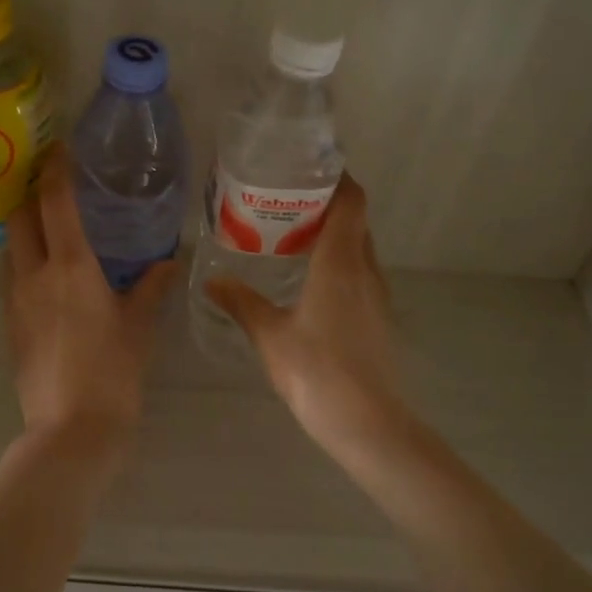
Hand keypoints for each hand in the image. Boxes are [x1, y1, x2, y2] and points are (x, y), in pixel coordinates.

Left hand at [6, 148, 175, 446]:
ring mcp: (15, 300)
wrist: (70, 429)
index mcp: (71, 266)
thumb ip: (151, 287)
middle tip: (52, 187)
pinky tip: (48, 275)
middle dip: (30, 193)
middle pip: (19, 216)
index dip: (54, 169)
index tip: (58, 149)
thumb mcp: (139, 326)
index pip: (54, 201)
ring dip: (25, 228)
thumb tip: (168, 260)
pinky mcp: (8, 324)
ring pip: (11, 247)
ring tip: (51, 228)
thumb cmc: (113, 372)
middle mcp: (34, 274)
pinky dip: (25, 261)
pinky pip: (12, 277)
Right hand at [207, 175, 409, 458]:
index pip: (351, 202)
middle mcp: (365, 270)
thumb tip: (213, 280)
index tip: (309, 168)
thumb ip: (241, 303)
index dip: (338, 178)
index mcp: (339, 263)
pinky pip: (360, 273)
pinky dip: (339, 263)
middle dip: (328, 204)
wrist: (368, 423)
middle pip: (356, 221)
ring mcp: (377, 295)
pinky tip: (310, 282)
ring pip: (360, 248)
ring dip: (335, 235)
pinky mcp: (378, 318)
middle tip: (288, 202)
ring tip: (294, 236)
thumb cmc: (316, 371)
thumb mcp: (269, 335)